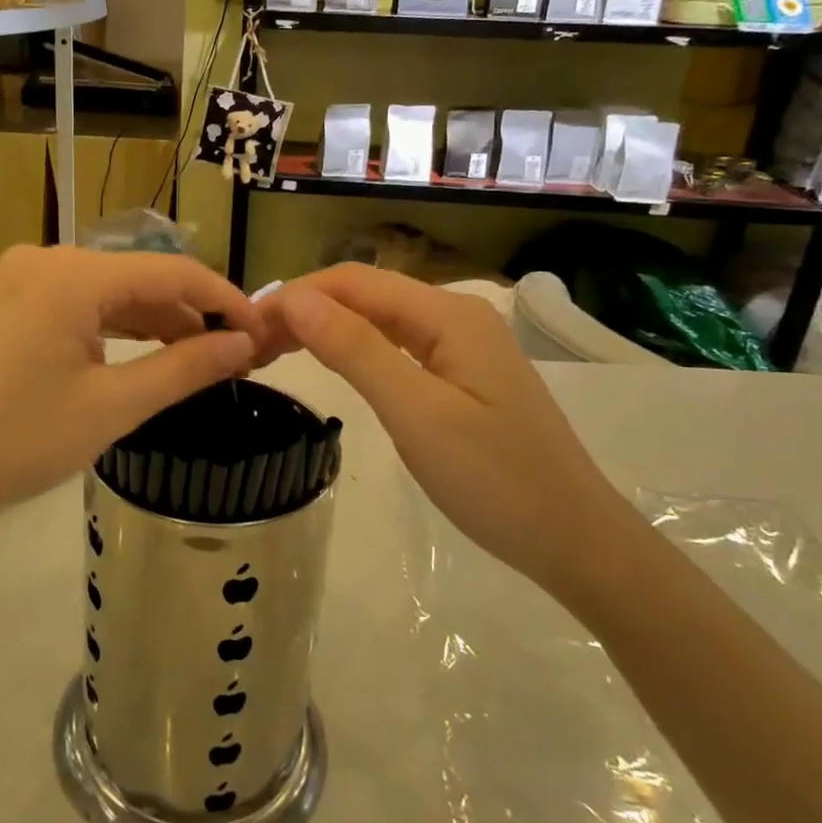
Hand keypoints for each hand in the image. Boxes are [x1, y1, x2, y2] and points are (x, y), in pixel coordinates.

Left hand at [0, 246, 262, 531]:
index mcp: (73, 273)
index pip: (172, 272)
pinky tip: (142, 355)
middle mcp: (48, 259)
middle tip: (233, 357)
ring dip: (154, 323)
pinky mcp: (9, 302)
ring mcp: (22, 278)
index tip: (262, 334)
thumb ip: (184, 369)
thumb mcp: (111, 407)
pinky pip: (79, 304)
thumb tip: (243, 344)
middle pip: (140, 278)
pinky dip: (115, 328)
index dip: (224, 300)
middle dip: (189, 316)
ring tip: (196, 361)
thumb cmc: (16, 440)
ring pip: (110, 292)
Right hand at [260, 265, 636, 589]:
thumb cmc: (495, 480)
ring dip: (325, 327)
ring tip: (274, 352)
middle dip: (305, 309)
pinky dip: (353, 348)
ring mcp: (461, 344)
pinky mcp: (461, 373)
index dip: (295, 295)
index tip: (246, 327)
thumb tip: (294, 299)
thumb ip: (355, 350)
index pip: (353, 281)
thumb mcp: (416, 414)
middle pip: (365, 294)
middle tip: (252, 346)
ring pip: (378, 318)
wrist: (575, 541)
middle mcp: (455, 314)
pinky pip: (395, 344)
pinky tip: (329, 361)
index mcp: (447, 313)